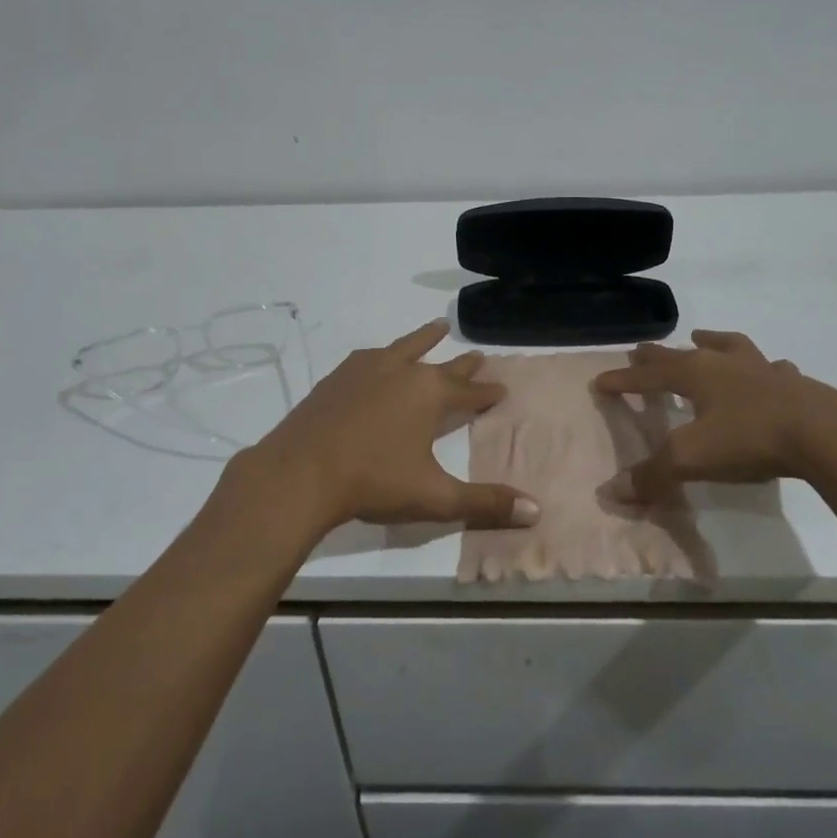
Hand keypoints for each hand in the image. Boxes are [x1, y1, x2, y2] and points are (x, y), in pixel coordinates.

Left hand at [233, 321, 540, 537]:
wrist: (301, 472)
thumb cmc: (373, 482)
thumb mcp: (434, 497)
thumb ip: (484, 503)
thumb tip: (535, 511)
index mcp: (429, 393)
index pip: (469, 391)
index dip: (488, 391)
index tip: (502, 388)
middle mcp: (402, 371)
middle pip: (441, 364)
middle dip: (463, 363)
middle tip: (479, 354)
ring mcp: (366, 369)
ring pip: (405, 347)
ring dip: (424, 339)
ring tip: (438, 326)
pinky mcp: (337, 377)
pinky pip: (370, 357)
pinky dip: (384, 354)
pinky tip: (378, 357)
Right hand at [594, 329, 836, 498]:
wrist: (824, 434)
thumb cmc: (749, 439)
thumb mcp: (691, 459)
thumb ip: (652, 475)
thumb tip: (612, 491)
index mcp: (695, 375)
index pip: (648, 375)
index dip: (623, 379)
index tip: (601, 381)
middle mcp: (724, 363)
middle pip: (682, 354)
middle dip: (657, 354)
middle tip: (641, 349)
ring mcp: (761, 369)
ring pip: (729, 347)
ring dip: (712, 343)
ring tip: (702, 338)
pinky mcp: (794, 383)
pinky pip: (774, 368)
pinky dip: (765, 368)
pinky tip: (772, 371)